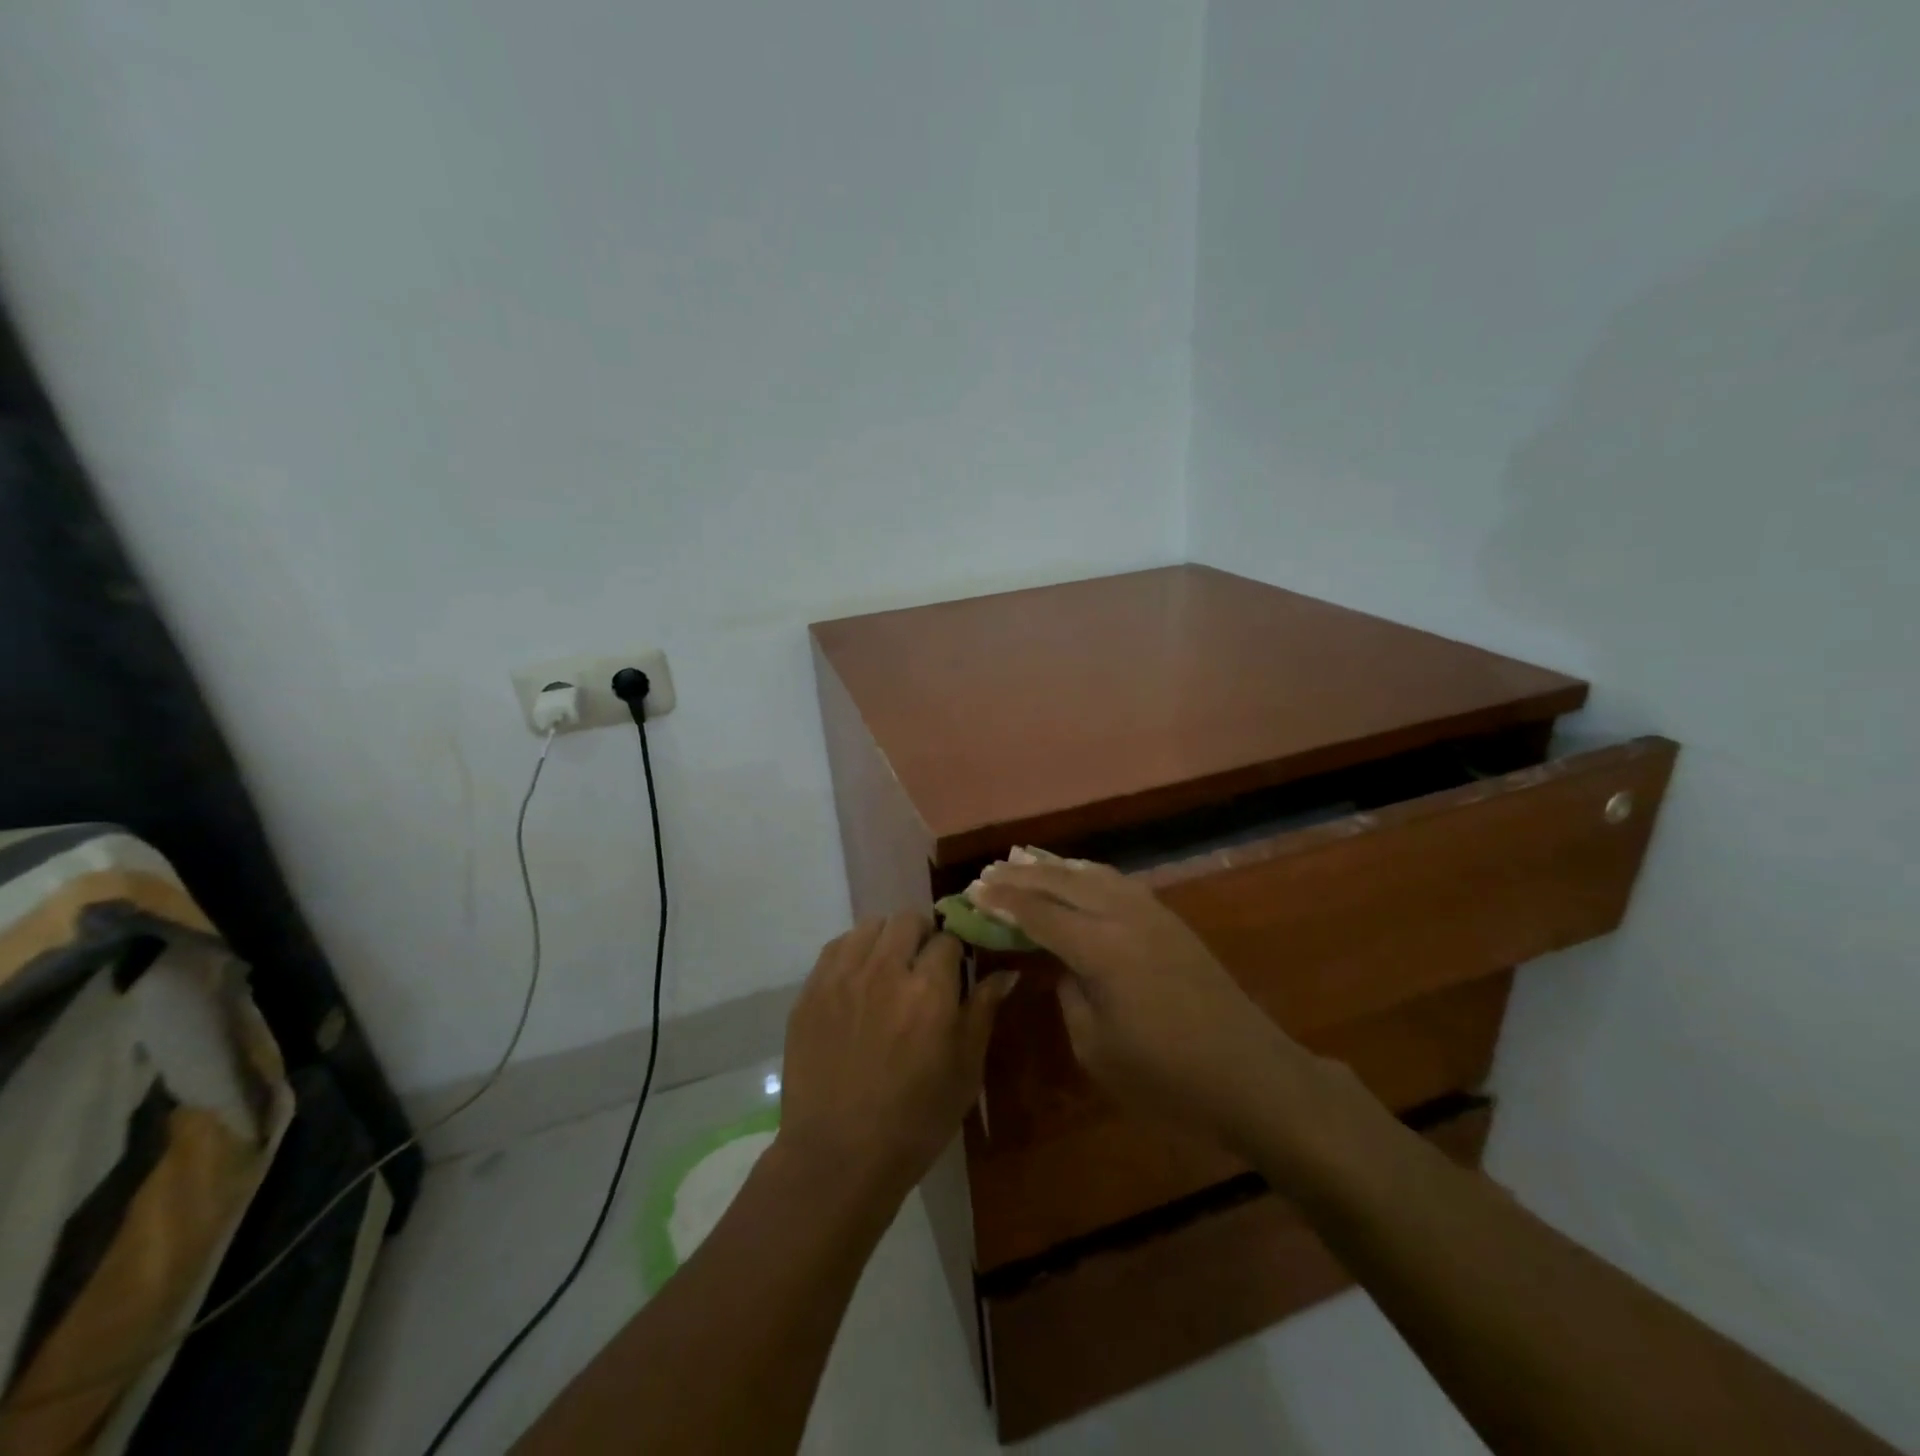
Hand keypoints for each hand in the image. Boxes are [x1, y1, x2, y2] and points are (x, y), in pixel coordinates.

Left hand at [779, 912, 1016, 1198]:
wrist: (838, 1157)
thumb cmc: (915, 1120)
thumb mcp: (965, 1070)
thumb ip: (983, 1011)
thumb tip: (1006, 972)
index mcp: (930, 989)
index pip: (949, 939)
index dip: (955, 954)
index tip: (954, 972)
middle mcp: (885, 969)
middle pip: (908, 920)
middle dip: (922, 937)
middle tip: (922, 968)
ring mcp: (843, 976)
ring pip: (871, 926)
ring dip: (886, 940)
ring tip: (888, 971)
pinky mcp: (811, 990)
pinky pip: (837, 947)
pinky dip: (854, 952)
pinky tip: (858, 981)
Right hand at [970, 857, 1313, 1151]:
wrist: (1252, 1075)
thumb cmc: (1167, 1078)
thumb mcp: (1097, 1048)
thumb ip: (1070, 994)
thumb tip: (1061, 963)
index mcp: (1102, 950)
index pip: (1040, 914)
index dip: (1003, 902)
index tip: (972, 891)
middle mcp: (1125, 917)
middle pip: (1063, 883)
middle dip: (1022, 875)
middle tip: (988, 871)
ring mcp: (1153, 914)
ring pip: (1093, 875)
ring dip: (1055, 867)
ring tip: (1023, 859)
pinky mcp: (1170, 921)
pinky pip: (1117, 882)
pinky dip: (1087, 873)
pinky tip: (1076, 875)